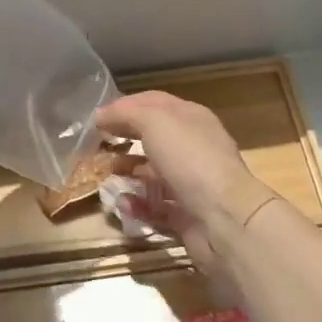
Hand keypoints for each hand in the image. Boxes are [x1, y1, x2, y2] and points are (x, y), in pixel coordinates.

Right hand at [95, 91, 275, 273]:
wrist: (225, 219)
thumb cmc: (190, 159)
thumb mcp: (154, 122)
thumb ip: (125, 114)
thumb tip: (101, 115)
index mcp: (191, 118)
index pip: (153, 102)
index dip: (124, 106)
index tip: (97, 118)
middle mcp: (193, 146)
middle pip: (152, 137)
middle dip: (123, 140)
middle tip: (96, 147)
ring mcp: (191, 182)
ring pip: (152, 173)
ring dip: (127, 174)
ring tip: (105, 178)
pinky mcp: (187, 213)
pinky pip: (155, 206)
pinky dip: (137, 205)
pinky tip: (123, 204)